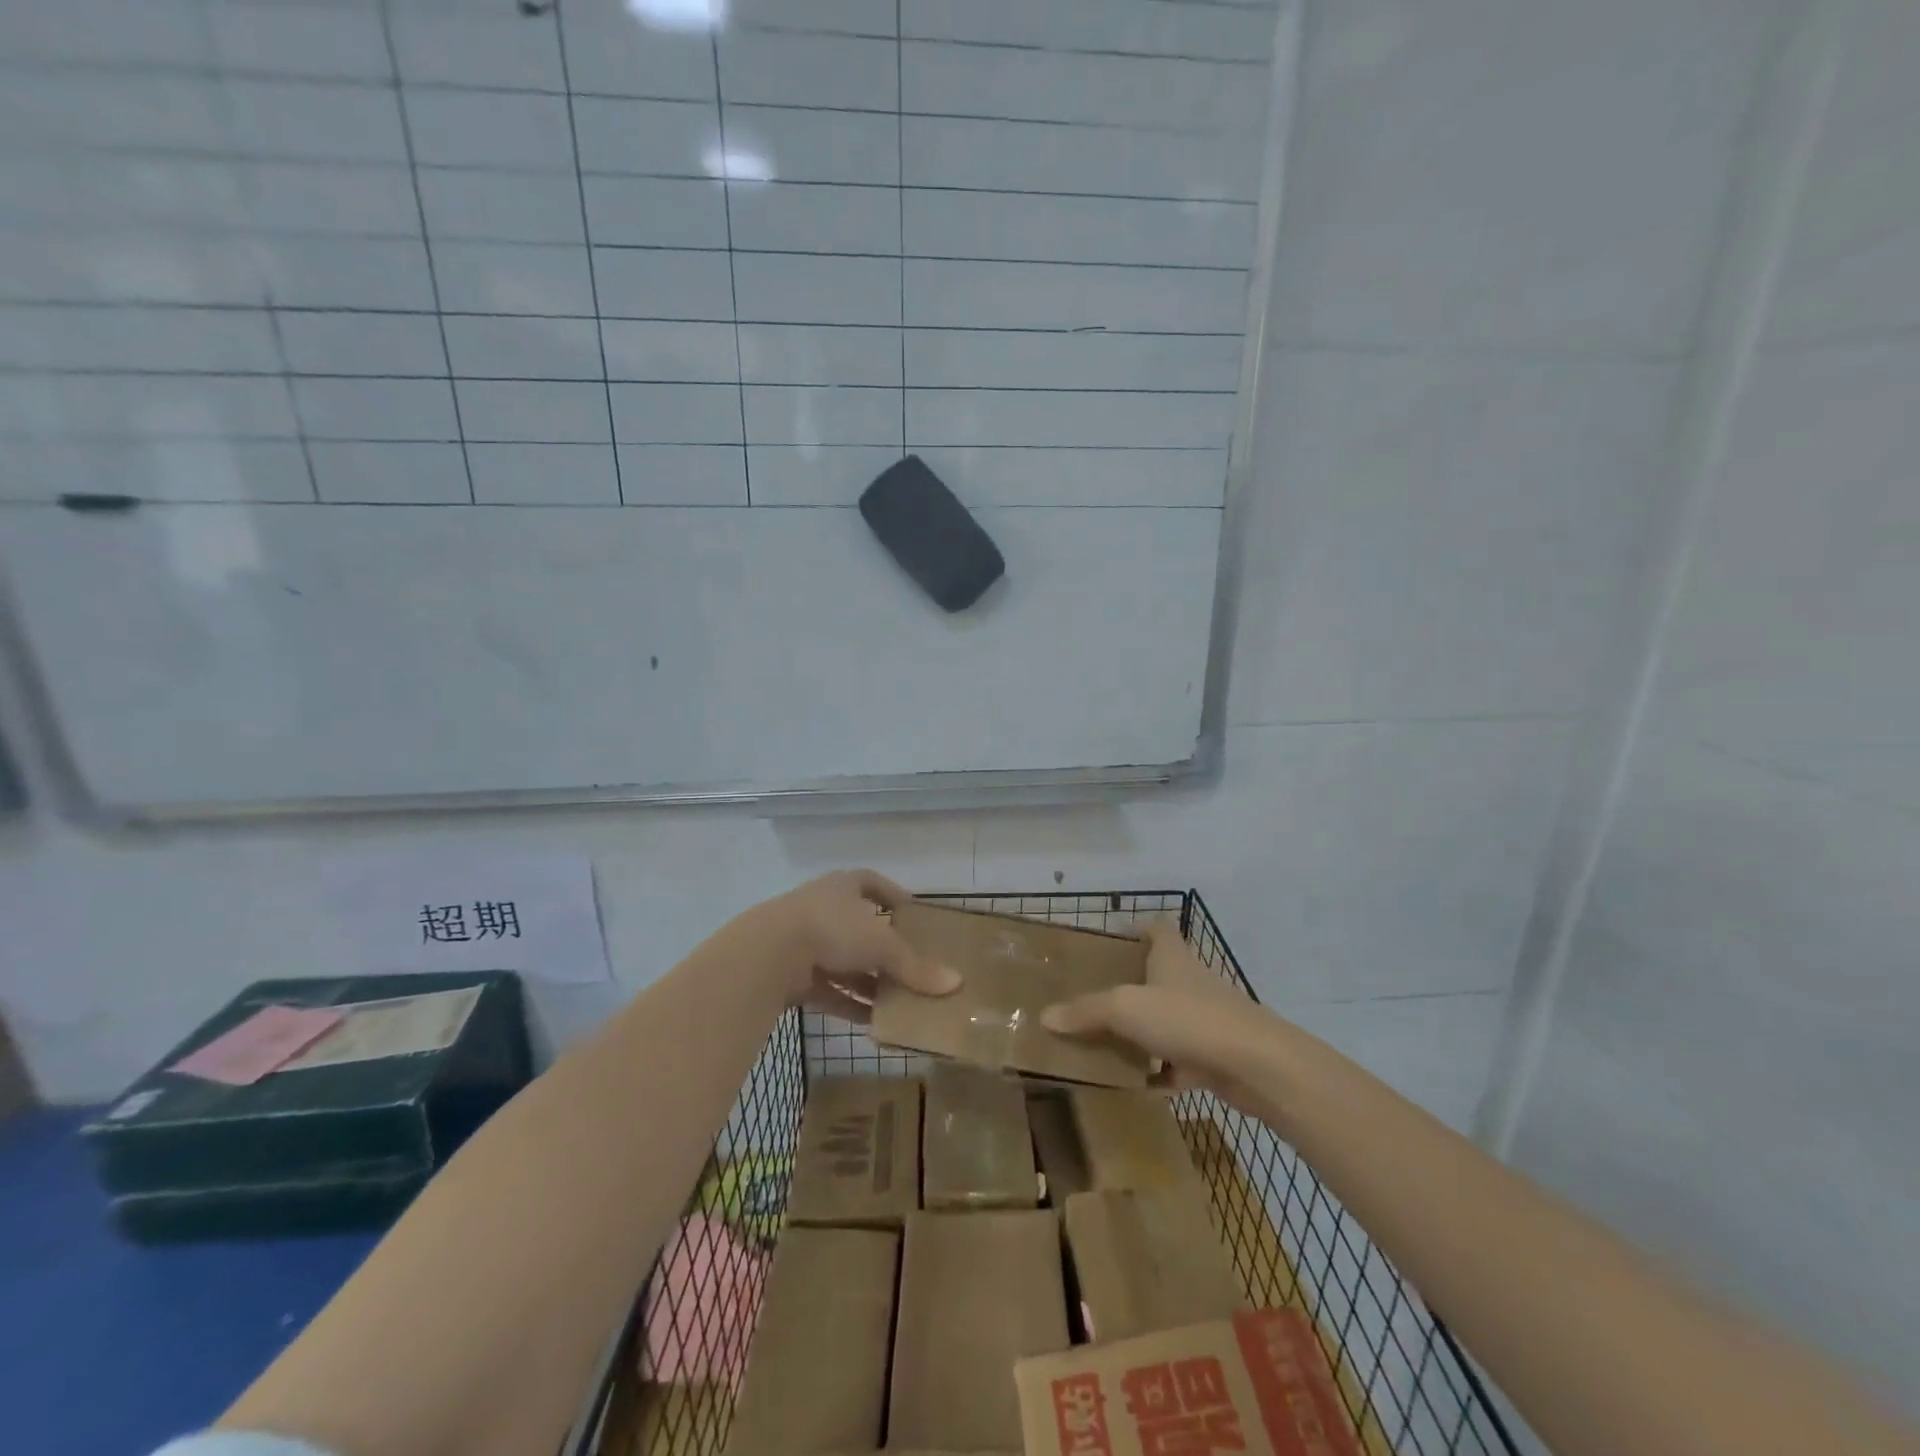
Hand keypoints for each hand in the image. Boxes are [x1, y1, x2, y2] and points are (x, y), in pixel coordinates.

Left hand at [750, 870, 959, 1021]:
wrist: (768, 953)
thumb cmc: (832, 930)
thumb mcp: (882, 945)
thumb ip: (915, 966)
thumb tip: (956, 983)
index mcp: (844, 887)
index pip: (872, 883)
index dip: (892, 895)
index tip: (912, 912)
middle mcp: (824, 908)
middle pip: (860, 927)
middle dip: (884, 948)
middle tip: (912, 966)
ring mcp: (805, 942)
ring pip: (845, 962)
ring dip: (869, 981)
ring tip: (900, 1001)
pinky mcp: (792, 975)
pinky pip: (829, 990)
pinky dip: (850, 1004)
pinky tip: (874, 1024)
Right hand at [1041, 918, 1276, 1112]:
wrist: (1257, 1066)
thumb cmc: (1188, 1018)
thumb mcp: (1125, 1008)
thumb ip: (1085, 1011)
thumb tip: (1045, 1016)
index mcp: (1172, 957)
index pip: (1157, 929)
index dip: (1136, 929)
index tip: (1110, 942)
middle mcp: (1190, 982)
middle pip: (1158, 975)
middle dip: (1128, 985)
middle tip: (1091, 998)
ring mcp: (1205, 1020)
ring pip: (1167, 1020)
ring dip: (1142, 1032)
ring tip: (1104, 1042)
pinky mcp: (1215, 1056)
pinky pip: (1179, 1062)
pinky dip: (1160, 1072)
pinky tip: (1135, 1085)